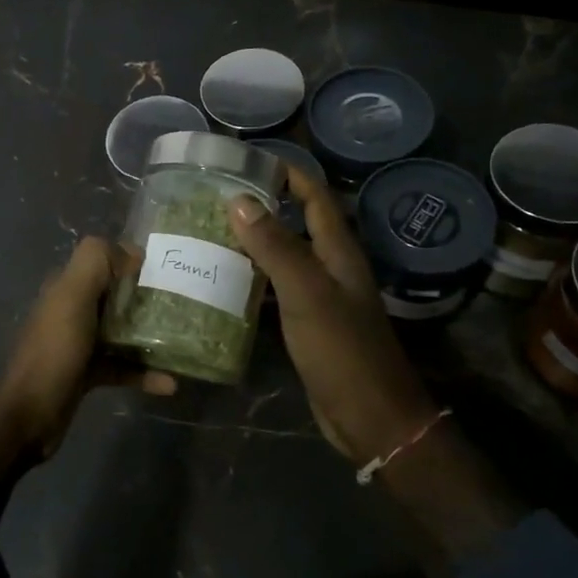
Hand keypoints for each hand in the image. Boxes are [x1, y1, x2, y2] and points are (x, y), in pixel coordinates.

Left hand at [0, 237, 174, 490]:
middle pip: (116, 295)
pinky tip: (170, 383)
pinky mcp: (87, 373)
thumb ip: (95, 262)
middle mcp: (72, 310)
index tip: (168, 270)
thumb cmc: (54, 350)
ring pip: (121, 331)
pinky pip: (121, 366)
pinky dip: (144, 372)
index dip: (133, 261)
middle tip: (184, 304)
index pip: (103, 261)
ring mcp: (79, 343)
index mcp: (66, 286)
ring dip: (150, 335)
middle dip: (147, 297)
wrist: (29, 414)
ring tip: (184, 340)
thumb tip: (131, 252)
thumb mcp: (72, 296)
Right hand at [228, 167, 435, 463]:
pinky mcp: (306, 323)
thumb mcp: (306, 292)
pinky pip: (275, 289)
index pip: (314, 196)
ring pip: (281, 257)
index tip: (246, 160)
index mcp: (338, 251)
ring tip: (206, 232)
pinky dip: (250, 279)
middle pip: (295, 223)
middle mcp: (329, 267)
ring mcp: (318, 296)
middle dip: (260, 206)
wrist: (371, 417)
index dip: (288, 173)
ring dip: (251, 243)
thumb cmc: (342, 349)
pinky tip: (220, 281)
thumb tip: (239, 199)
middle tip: (213, 197)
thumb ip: (275, 246)